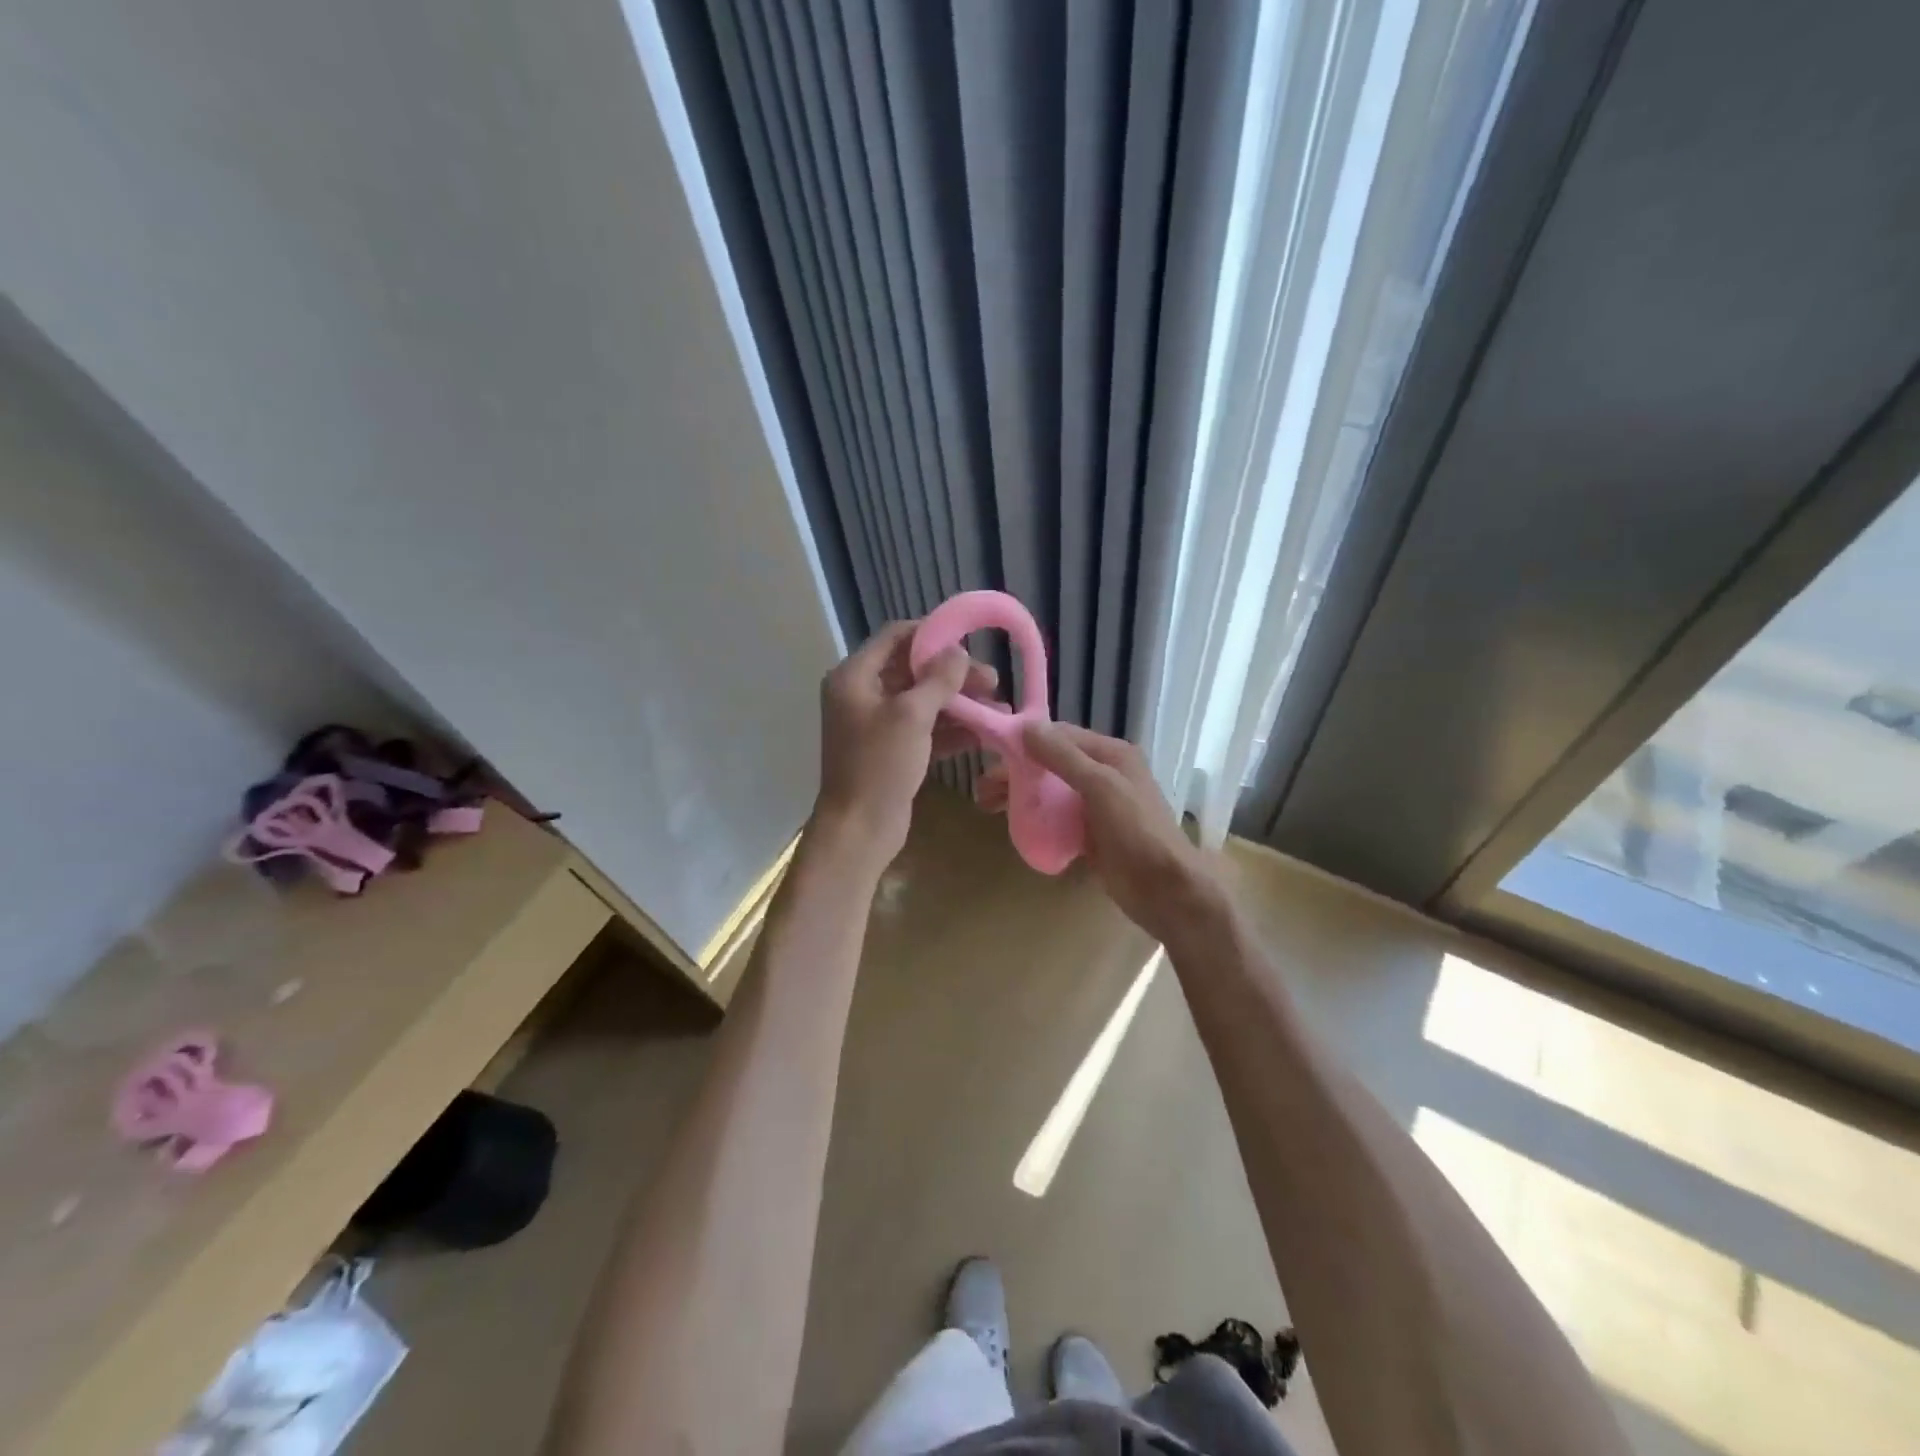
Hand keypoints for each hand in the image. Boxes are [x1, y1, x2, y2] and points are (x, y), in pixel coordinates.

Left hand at [813, 620, 998, 866]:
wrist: (859, 829)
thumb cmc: (880, 765)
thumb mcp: (912, 715)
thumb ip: (938, 679)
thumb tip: (958, 652)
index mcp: (854, 677)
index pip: (895, 637)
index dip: (932, 634)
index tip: (969, 641)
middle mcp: (862, 695)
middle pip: (913, 671)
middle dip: (953, 675)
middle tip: (993, 682)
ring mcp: (876, 725)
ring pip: (923, 702)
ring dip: (959, 703)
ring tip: (998, 708)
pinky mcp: (891, 751)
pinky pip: (924, 729)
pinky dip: (951, 729)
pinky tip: (984, 732)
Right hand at [979, 721, 1222, 944]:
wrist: (1164, 889)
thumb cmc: (1135, 830)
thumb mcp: (1100, 786)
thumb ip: (1064, 756)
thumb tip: (1027, 726)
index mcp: (1110, 755)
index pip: (1060, 735)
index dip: (1026, 740)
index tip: (992, 750)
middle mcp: (1103, 774)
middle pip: (1051, 764)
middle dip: (1017, 772)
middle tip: (983, 789)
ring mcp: (1096, 806)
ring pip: (1050, 792)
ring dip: (1021, 795)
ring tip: (988, 807)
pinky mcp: (1090, 834)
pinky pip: (1056, 818)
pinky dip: (1035, 818)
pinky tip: (1014, 826)